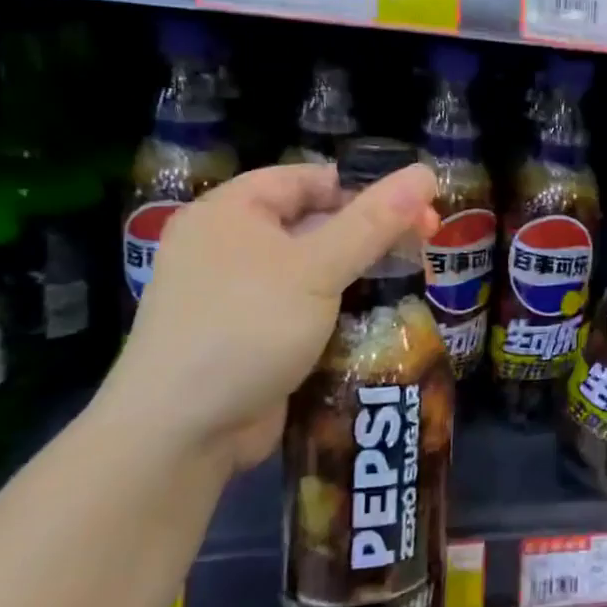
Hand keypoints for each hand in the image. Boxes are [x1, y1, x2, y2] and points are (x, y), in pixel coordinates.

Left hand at [94, 162, 439, 473]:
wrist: (180, 433)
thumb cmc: (246, 329)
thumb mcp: (316, 268)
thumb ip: (373, 221)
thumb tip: (426, 172)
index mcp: (231, 212)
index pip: (308, 180)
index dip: (364, 188)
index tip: (416, 207)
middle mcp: (230, 246)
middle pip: (314, 222)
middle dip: (370, 233)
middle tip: (426, 244)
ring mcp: (238, 294)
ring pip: (313, 268)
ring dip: (360, 273)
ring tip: (413, 278)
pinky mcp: (251, 336)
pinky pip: (304, 307)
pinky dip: (340, 308)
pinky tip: (379, 316)